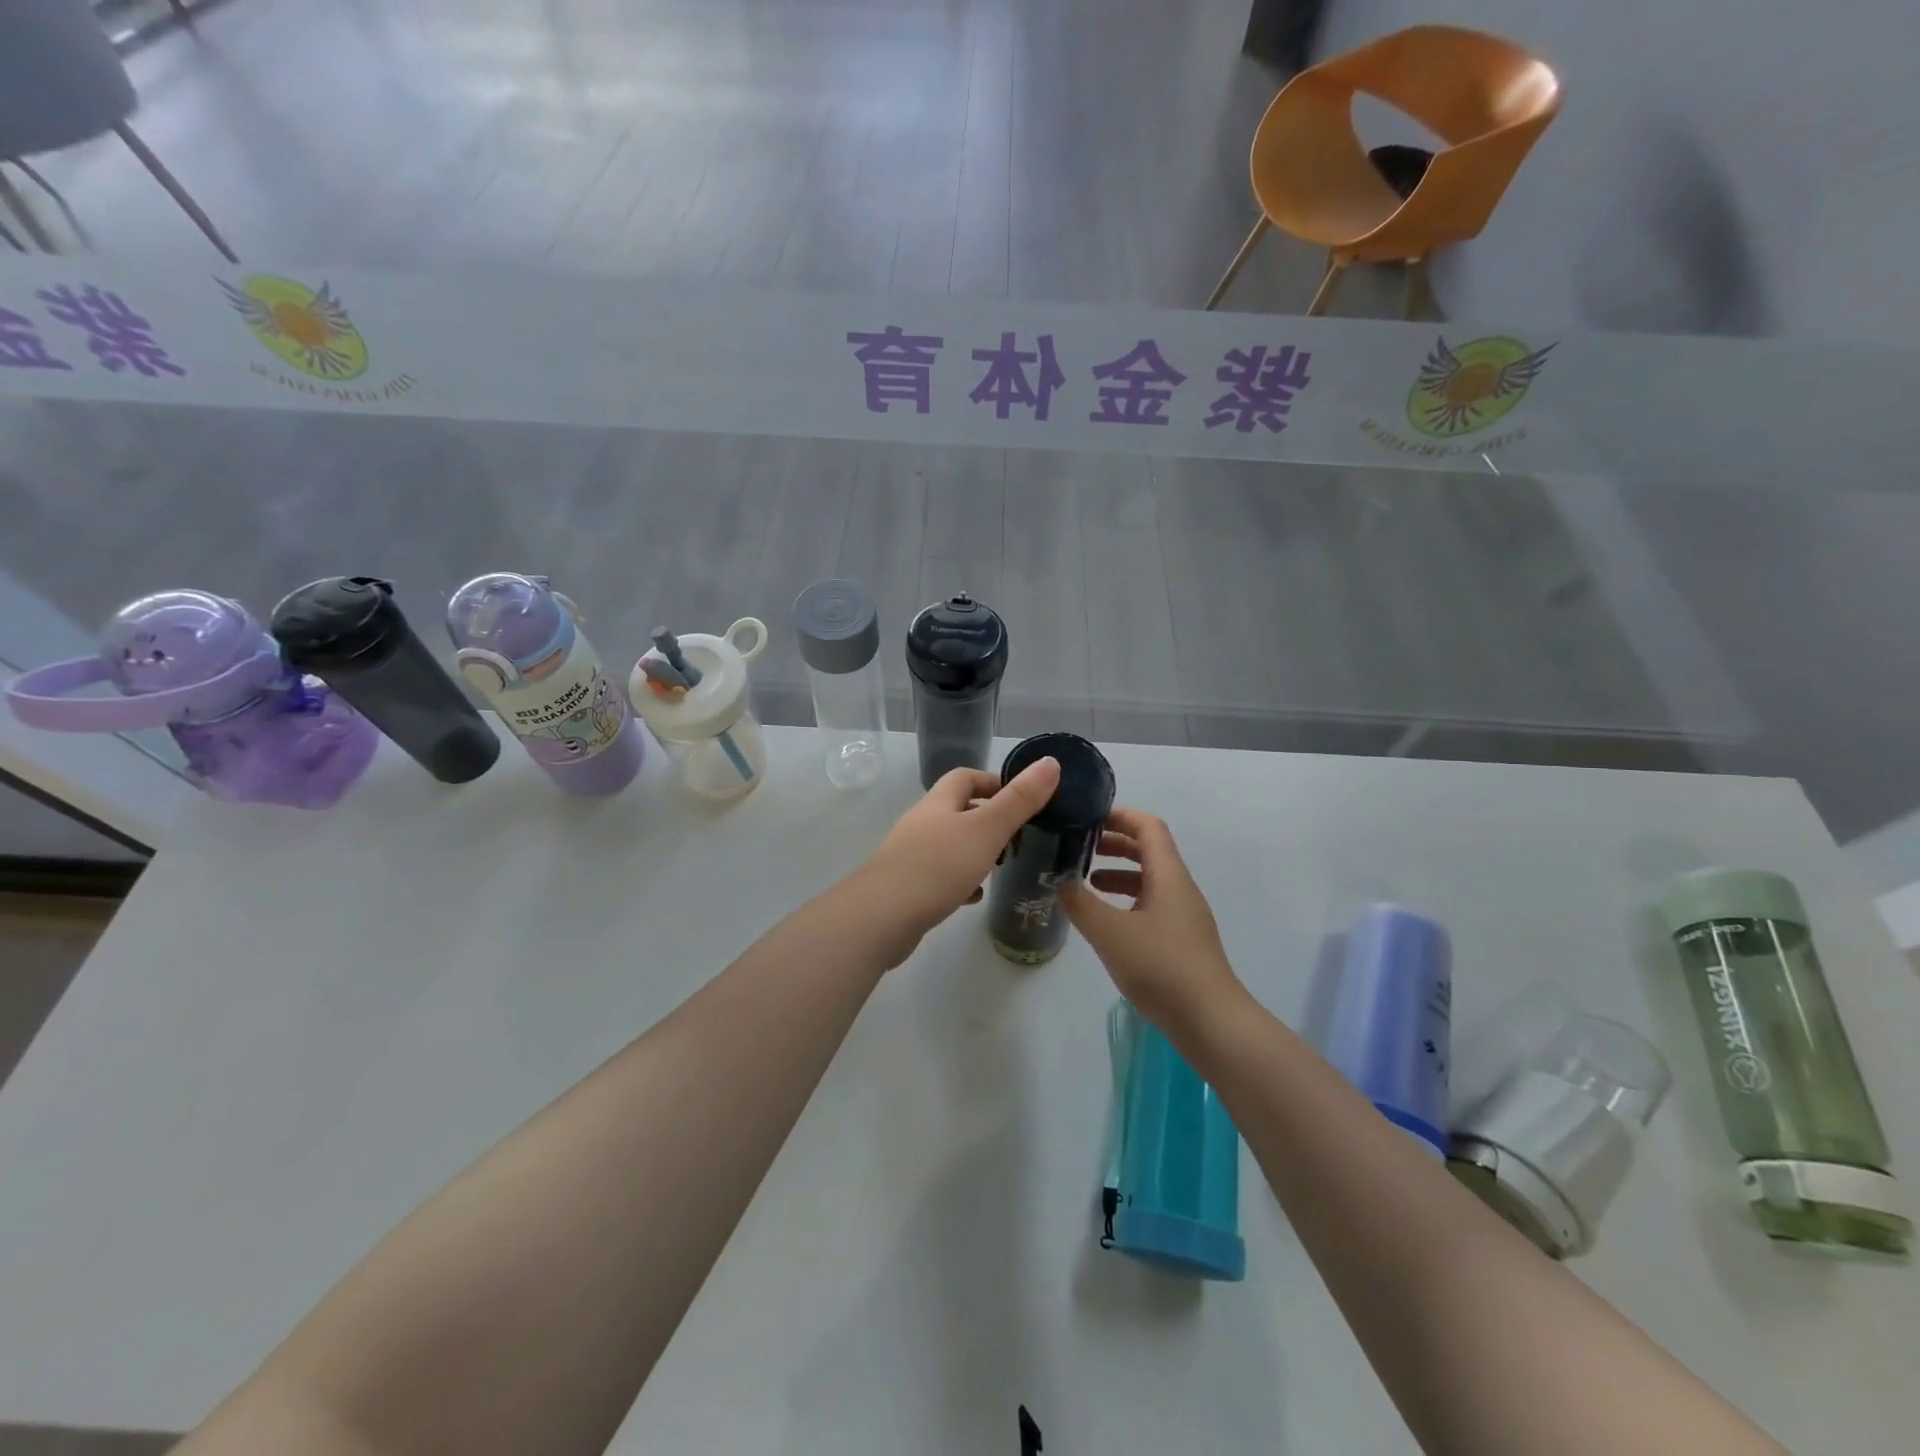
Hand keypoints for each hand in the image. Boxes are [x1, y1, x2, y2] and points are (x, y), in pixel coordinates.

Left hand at [852, 758, 1062, 966]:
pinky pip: (940, 876)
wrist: (880, 917)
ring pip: (950, 844)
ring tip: (1002, 866)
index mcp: (939, 803)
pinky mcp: (907, 887)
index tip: (1022, 799)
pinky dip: (961, 880)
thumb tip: (1050, 762)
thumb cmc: (937, 867)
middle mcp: (922, 823)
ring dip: (976, 851)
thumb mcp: (987, 829)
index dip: (993, 781)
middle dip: (988, 818)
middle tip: (1019, 836)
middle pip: (957, 810)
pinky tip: (975, 895)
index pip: (965, 777)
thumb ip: (1019, 800)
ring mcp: (911, 855)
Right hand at [1059, 807, 1245, 1027]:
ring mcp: (1185, 916)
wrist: (1211, 1021)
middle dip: (1114, 844)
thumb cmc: (1161, 967)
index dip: (1120, 816)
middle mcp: (1180, 888)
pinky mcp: (1183, 941)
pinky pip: (1152, 905)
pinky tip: (1107, 922)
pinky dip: (1127, 901)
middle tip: (1079, 848)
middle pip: (1150, 851)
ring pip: (1150, 880)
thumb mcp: (1110, 932)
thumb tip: (1059, 880)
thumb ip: (1080, 903)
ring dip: (1119, 875)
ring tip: (1085, 884)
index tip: (1087, 817)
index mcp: (1168, 875)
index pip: (1148, 827)